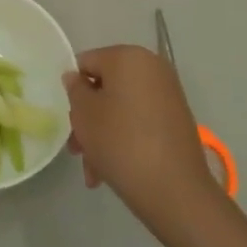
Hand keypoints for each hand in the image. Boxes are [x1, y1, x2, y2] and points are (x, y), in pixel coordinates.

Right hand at [64, 45, 218, 227]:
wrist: (175, 190)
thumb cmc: (121, 142)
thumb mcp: (85, 114)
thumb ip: (75, 89)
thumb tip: (76, 78)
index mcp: (128, 57)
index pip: (86, 63)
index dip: (73, 90)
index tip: (69, 120)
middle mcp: (152, 68)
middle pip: (105, 88)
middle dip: (88, 119)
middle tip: (78, 150)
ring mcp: (168, 94)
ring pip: (121, 109)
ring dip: (102, 135)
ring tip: (94, 172)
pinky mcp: (177, 119)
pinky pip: (140, 121)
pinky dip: (124, 139)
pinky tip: (112, 170)